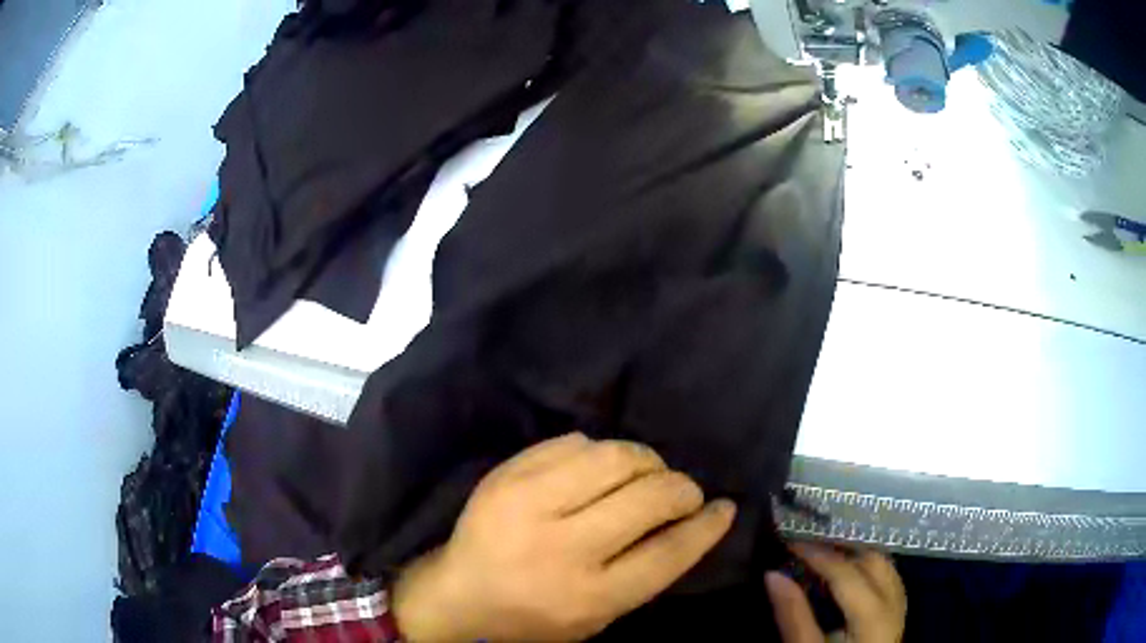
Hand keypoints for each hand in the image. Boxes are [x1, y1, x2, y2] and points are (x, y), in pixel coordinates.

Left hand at [392, 433, 736, 641]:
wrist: (459, 594)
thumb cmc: (536, 615)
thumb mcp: (599, 617)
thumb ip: (646, 573)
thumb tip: (695, 520)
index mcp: (589, 596)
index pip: (670, 551)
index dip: (707, 525)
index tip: (724, 507)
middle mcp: (562, 548)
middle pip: (650, 497)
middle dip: (682, 488)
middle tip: (682, 492)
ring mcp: (528, 504)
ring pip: (616, 457)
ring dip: (646, 462)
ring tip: (645, 475)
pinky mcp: (507, 474)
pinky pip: (575, 442)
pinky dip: (600, 453)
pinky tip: (597, 471)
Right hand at [766, 544, 905, 642]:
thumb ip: (794, 615)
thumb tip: (773, 574)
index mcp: (874, 617)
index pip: (848, 572)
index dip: (819, 553)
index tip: (791, 540)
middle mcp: (894, 604)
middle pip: (874, 560)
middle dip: (841, 546)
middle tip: (807, 543)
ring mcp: (900, 607)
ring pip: (885, 565)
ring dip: (856, 554)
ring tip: (825, 553)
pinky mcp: (897, 613)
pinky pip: (888, 577)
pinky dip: (867, 567)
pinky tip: (849, 572)